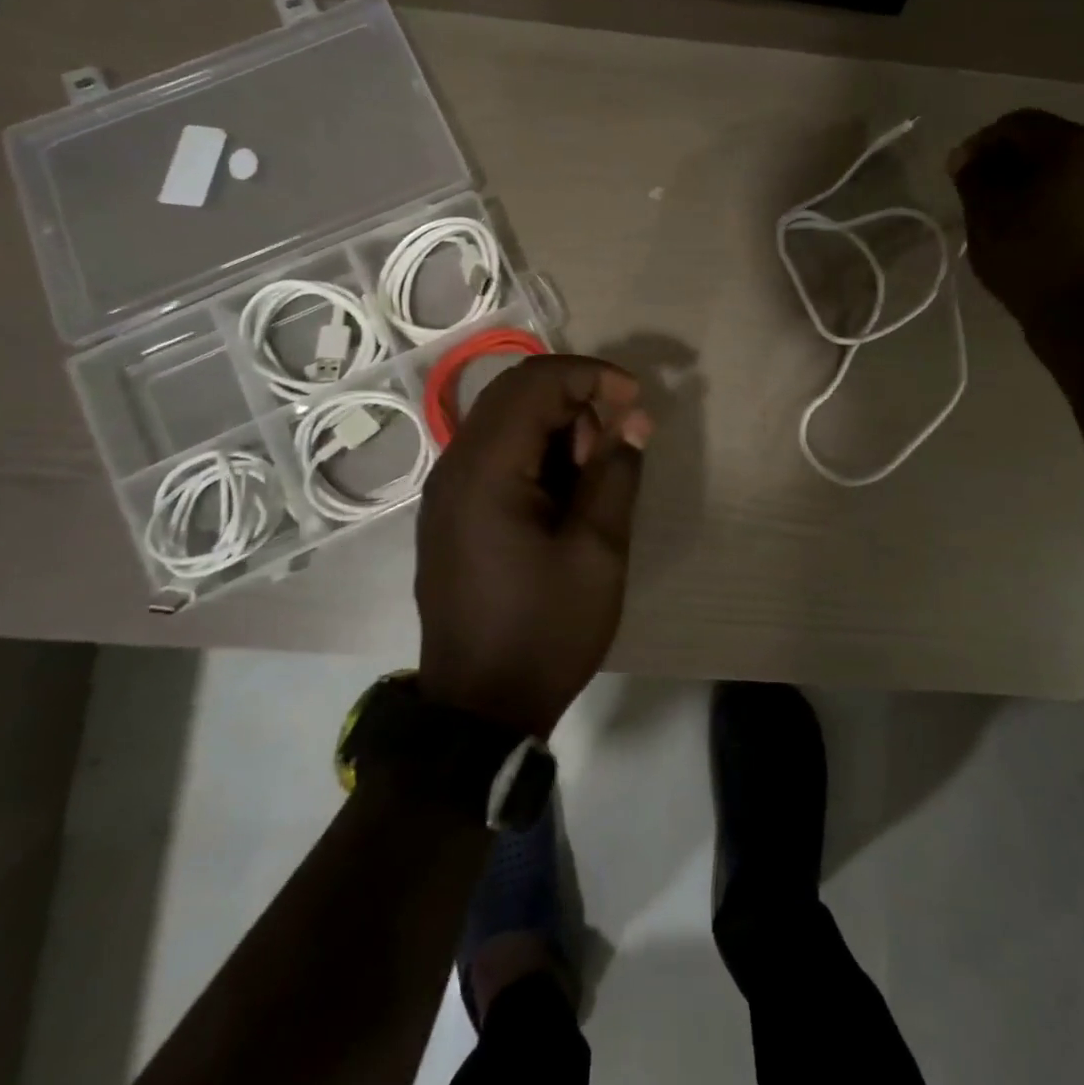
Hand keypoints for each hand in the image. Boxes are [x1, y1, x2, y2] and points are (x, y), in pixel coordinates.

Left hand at [415, 355, 653, 737]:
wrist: (479, 708)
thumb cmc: (546, 630)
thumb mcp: (598, 551)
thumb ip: (616, 473)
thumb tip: (634, 418)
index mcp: (486, 470)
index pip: (537, 383)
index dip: (592, 376)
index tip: (637, 400)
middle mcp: (455, 466)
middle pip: (516, 393)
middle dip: (576, 400)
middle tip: (613, 446)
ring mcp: (447, 489)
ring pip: (506, 421)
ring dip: (557, 429)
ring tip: (592, 481)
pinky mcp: (451, 512)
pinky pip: (496, 454)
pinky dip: (537, 454)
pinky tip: (563, 496)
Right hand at [949, 109, 1083, 344]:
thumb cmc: (1029, 258)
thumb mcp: (986, 217)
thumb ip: (972, 178)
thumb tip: (964, 159)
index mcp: (1072, 145)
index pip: (1017, 124)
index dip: (980, 144)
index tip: (956, 173)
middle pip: (1046, 144)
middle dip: (1007, 163)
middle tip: (977, 194)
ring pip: (1066, 172)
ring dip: (1032, 184)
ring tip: (1005, 216)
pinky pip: (1082, 197)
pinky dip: (1055, 204)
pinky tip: (1035, 233)